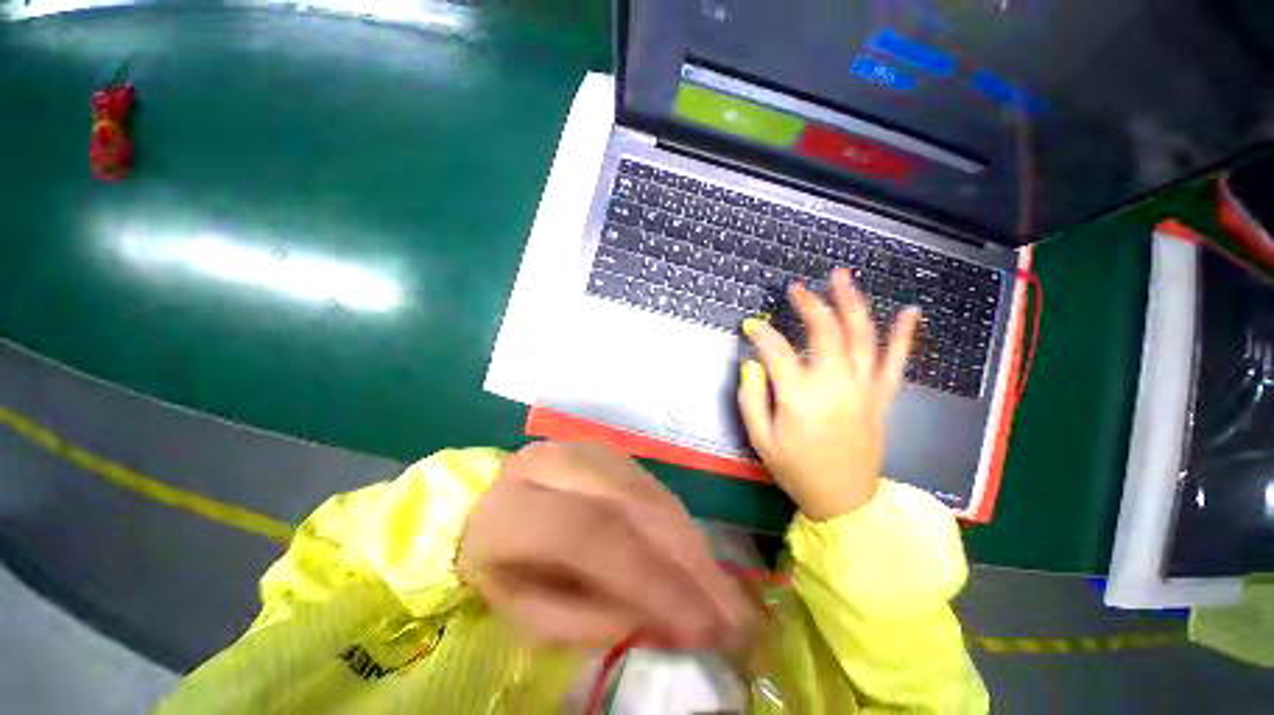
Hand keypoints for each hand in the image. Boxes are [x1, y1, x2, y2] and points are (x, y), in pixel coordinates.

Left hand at [458, 442, 753, 647]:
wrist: (490, 506)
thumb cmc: (500, 569)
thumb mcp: (526, 612)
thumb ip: (588, 618)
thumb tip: (663, 619)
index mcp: (511, 507)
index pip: (588, 534)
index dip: (647, 578)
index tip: (700, 626)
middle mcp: (551, 464)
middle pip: (630, 508)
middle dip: (686, 562)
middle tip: (731, 613)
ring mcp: (583, 449)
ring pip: (648, 493)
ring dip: (692, 544)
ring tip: (726, 592)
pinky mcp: (606, 449)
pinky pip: (652, 485)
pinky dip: (681, 524)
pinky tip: (701, 557)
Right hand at [738, 268, 919, 520]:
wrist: (844, 500)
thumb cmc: (796, 469)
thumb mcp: (760, 439)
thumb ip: (751, 398)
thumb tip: (751, 364)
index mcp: (800, 397)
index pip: (776, 351)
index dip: (761, 333)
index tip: (751, 325)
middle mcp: (836, 384)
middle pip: (825, 331)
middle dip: (809, 304)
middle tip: (796, 288)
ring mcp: (864, 388)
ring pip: (862, 335)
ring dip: (852, 303)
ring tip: (842, 277)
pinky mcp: (882, 397)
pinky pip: (897, 360)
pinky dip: (904, 335)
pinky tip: (909, 311)